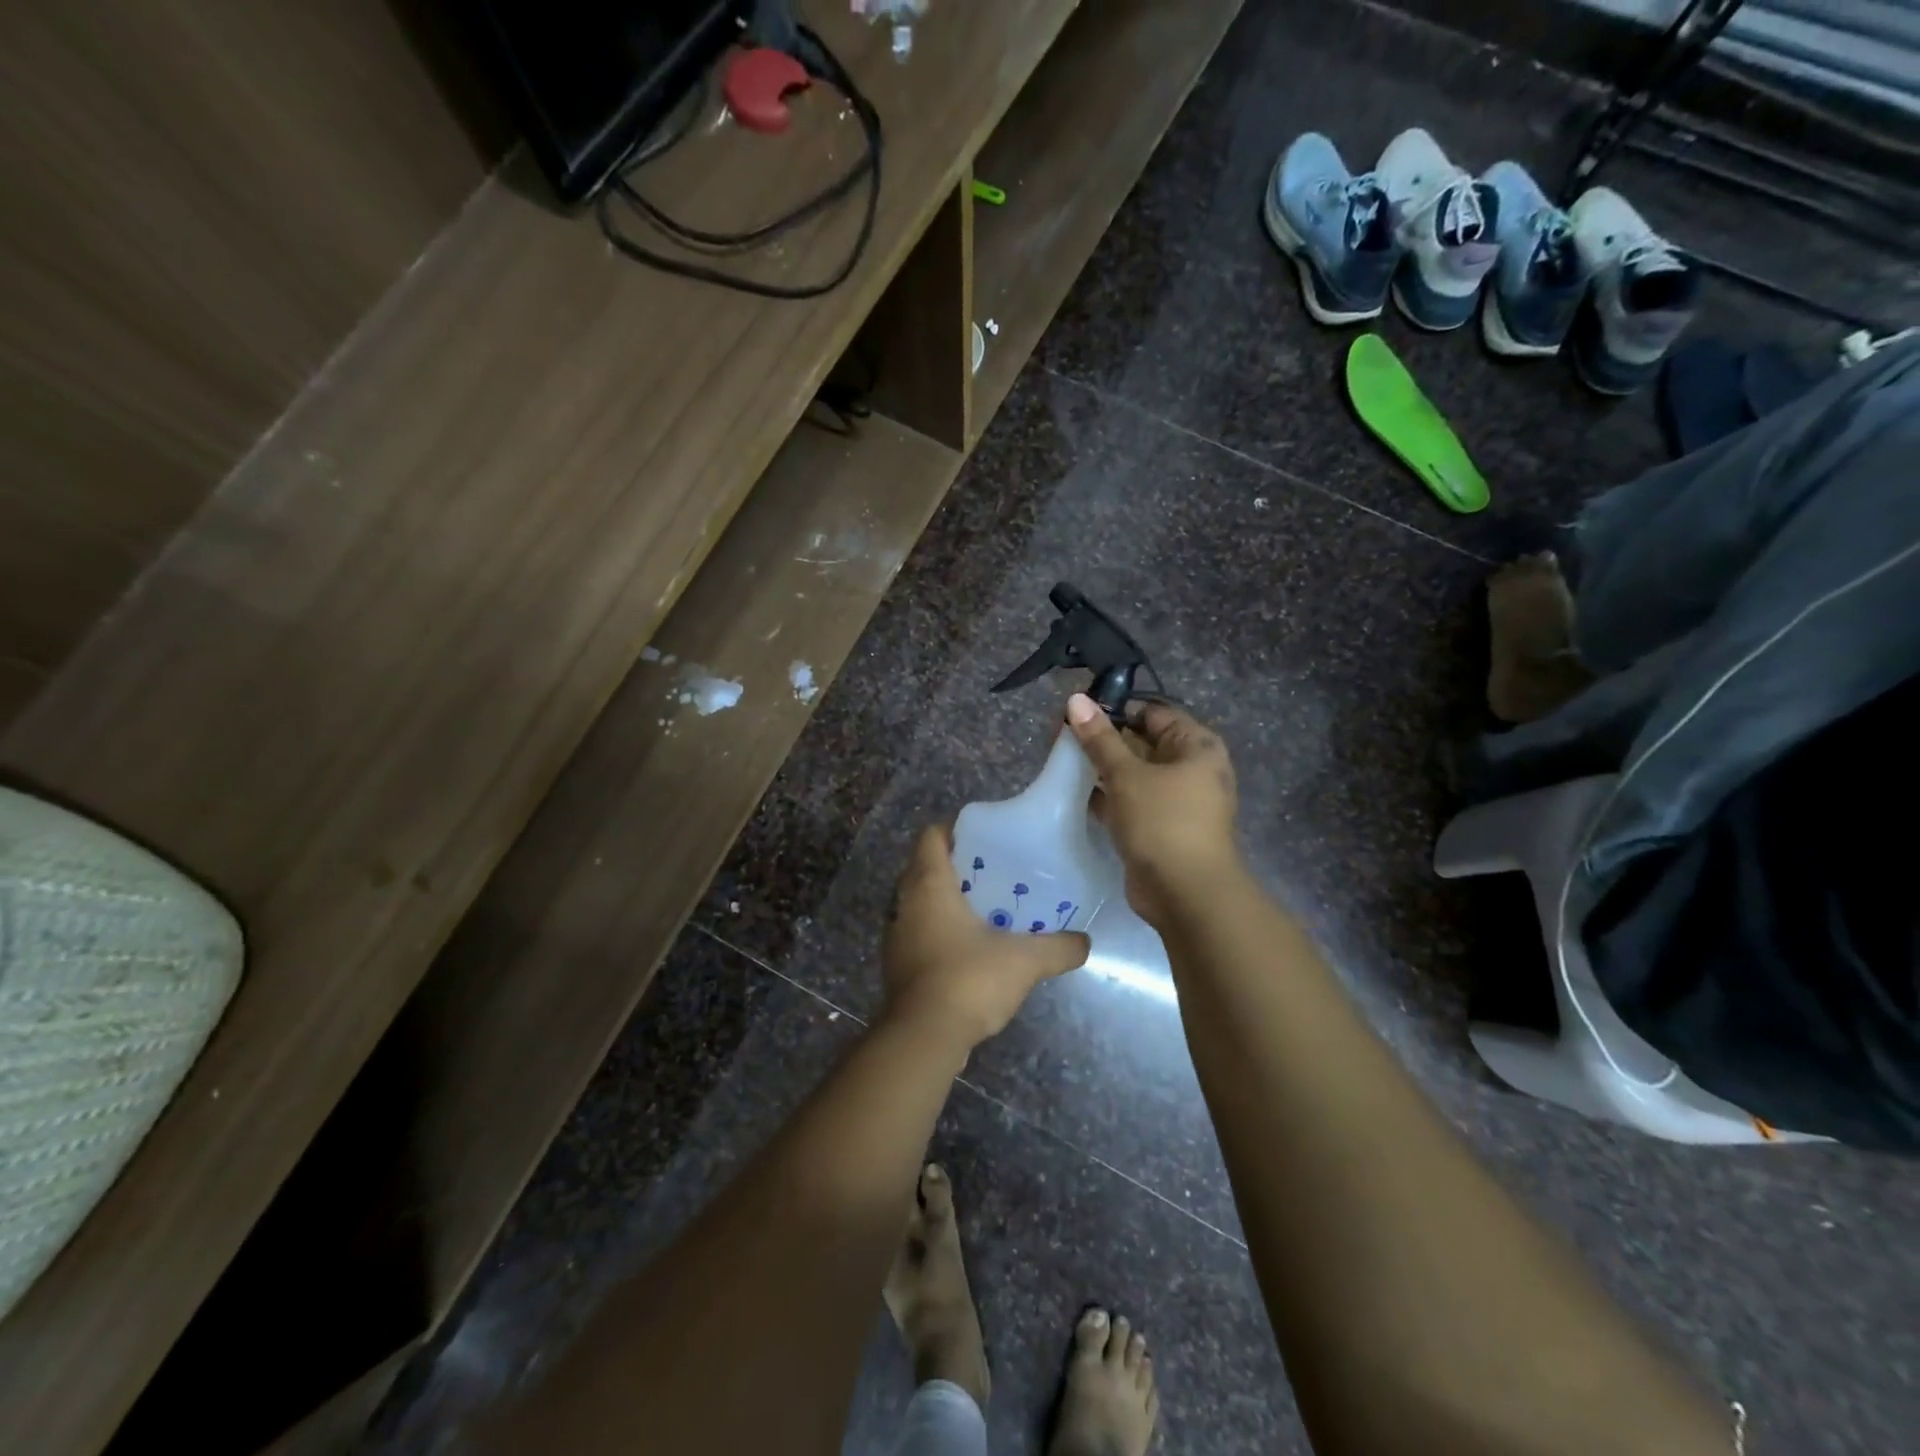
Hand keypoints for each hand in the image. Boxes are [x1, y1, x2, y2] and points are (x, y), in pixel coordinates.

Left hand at [882, 824, 1090, 1052]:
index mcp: (929, 885)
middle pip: (924, 868)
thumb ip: (1058, 948)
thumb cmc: (969, 980)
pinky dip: (938, 931)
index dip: (954, 830)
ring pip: (918, 903)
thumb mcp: (1024, 961)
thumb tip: (1085, 942)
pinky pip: (918, 933)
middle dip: (955, 867)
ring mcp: (896, 936)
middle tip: (992, 872)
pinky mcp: (897, 966)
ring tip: (984, 909)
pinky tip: (969, 948)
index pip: (932, 837)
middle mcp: (904, 904)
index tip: (983, 837)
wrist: (924, 1037)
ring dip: (945, 901)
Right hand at [1065, 693, 1240, 928]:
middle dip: (1104, 739)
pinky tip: (1074, 792)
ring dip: (1102, 768)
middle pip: (1142, 742)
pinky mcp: (1159, 827)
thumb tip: (1076, 699)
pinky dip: (1107, 796)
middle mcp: (1191, 769)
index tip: (1077, 712)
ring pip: (1134, 774)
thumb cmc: (1163, 822)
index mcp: (1196, 746)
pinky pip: (1130, 801)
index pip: (1153, 713)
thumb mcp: (1127, 775)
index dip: (1116, 709)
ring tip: (1062, 759)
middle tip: (1062, 735)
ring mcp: (1176, 801)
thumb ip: (1100, 739)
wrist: (1185, 893)